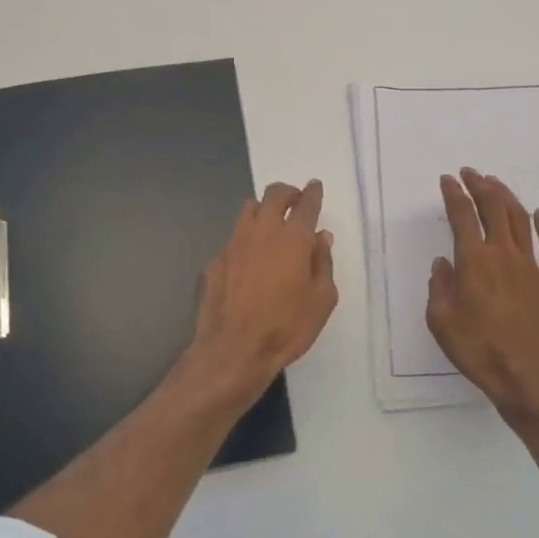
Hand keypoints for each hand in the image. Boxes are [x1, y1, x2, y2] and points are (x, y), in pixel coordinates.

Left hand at [188, 179, 338, 406]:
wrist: (233, 350)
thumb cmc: (286, 327)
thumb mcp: (322, 300)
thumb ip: (322, 263)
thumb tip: (321, 237)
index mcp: (293, 238)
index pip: (305, 204)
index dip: (312, 192)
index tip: (315, 187)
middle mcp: (262, 232)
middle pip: (273, 195)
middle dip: (287, 192)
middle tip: (295, 201)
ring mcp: (234, 244)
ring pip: (248, 210)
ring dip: (263, 209)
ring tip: (271, 224)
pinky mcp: (215, 261)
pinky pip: (234, 239)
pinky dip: (246, 240)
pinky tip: (249, 260)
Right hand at [426, 169, 538, 417]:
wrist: (527, 376)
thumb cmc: (478, 350)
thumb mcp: (441, 321)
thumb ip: (439, 287)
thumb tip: (443, 263)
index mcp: (475, 261)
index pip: (462, 216)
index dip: (454, 194)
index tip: (447, 180)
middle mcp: (504, 254)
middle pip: (494, 208)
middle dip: (480, 186)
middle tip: (470, 173)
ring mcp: (532, 266)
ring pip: (520, 220)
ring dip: (507, 197)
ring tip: (496, 184)